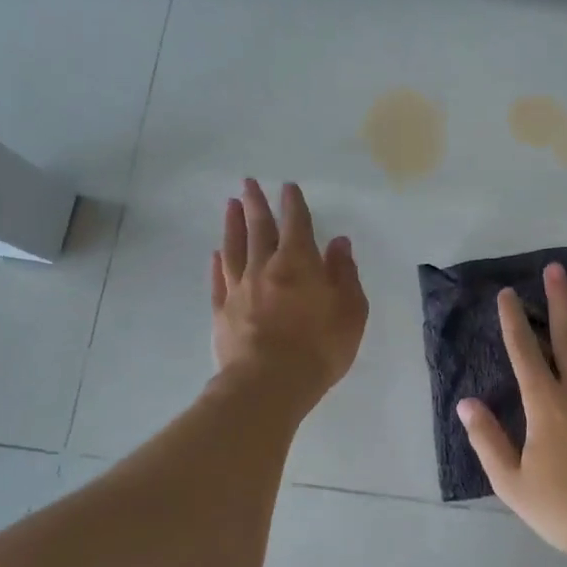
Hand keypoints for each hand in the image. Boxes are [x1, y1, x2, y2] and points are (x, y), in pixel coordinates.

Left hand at [211, 179, 367, 411]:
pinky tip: (216, 253)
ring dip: (233, 224)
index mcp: (299, 263)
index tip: (288, 186)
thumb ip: (344, 274)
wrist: (270, 384)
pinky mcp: (222, 312)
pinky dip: (218, 263)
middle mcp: (266, 267)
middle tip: (248, 182)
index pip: (297, 224)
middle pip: (259, 228)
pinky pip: (219, 279)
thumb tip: (339, 242)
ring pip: (234, 248)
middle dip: (256, 203)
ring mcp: (239, 289)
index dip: (293, 203)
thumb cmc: (319, 346)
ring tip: (230, 204)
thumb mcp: (350, 310)